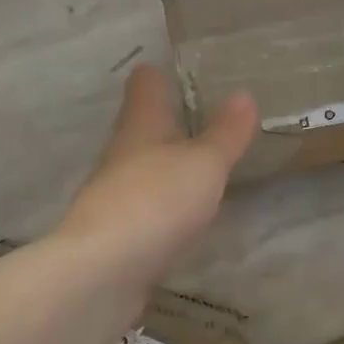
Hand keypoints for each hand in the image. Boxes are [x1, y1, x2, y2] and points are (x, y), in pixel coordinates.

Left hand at [56, 66, 257, 286]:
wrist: (100, 272)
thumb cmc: (156, 201)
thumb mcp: (204, 163)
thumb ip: (225, 133)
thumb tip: (243, 94)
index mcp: (141, 123)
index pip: (146, 82)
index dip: (162, 73)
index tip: (185, 70)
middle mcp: (122, 151)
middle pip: (143, 123)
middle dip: (170, 119)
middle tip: (209, 116)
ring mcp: (115, 192)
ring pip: (144, 164)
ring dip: (168, 162)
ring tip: (203, 162)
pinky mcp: (116, 231)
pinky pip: (145, 204)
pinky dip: (165, 201)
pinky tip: (185, 212)